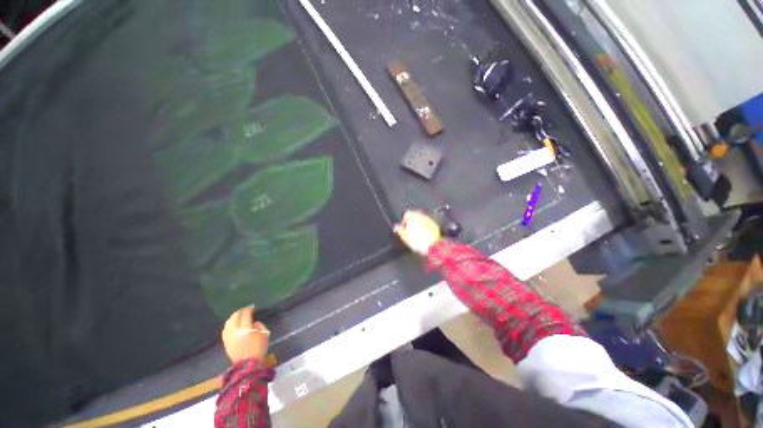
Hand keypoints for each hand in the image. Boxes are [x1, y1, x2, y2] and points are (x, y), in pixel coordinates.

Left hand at [221, 307, 269, 363]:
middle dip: (240, 311)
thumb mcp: (265, 334)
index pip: (245, 314)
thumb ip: (260, 325)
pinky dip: (229, 324)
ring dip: (233, 317)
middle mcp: (235, 330)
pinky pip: (225, 329)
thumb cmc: (259, 348)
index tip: (253, 307)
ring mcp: (229, 336)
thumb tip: (254, 323)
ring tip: (239, 316)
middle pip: (235, 316)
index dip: (249, 309)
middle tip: (246, 310)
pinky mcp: (226, 342)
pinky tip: (232, 324)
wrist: (248, 365)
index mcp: (245, 328)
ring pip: (228, 322)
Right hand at [394, 210, 440, 255]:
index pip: (406, 214)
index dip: (403, 221)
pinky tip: (423, 236)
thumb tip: (396, 227)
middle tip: (409, 232)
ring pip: (421, 220)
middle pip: (414, 216)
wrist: (433, 246)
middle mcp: (422, 216)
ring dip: (418, 225)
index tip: (403, 228)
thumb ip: (399, 230)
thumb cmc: (417, 241)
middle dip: (411, 223)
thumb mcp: (404, 237)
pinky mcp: (435, 225)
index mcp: (413, 216)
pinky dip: (424, 228)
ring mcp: (429, 220)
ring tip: (416, 234)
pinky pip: (427, 224)